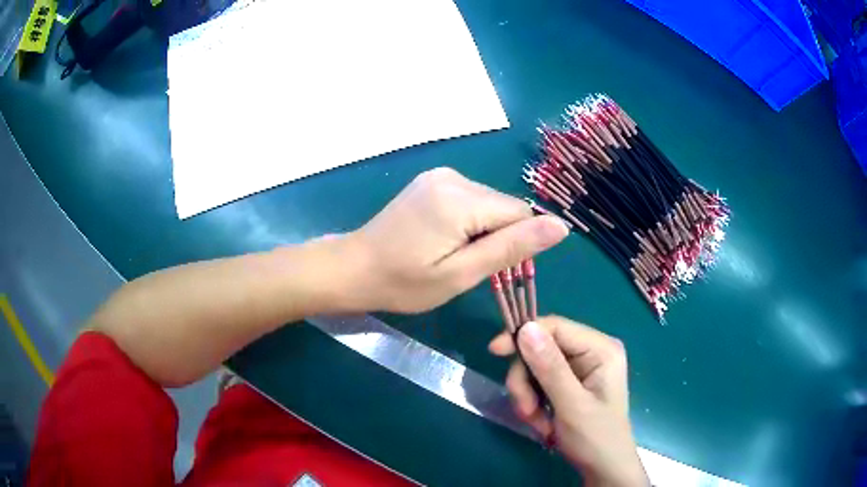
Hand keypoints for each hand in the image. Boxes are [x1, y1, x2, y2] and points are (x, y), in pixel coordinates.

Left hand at [345, 167, 567, 312]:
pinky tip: (444, 239)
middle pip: (505, 206)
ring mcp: (441, 175)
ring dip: (483, 230)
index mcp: (461, 198)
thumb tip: (561, 226)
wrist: (353, 268)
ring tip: (452, 254)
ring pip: (490, 203)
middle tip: (467, 266)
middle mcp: (454, 176)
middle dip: (498, 237)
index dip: (516, 244)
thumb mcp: (461, 274)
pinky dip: (469, 221)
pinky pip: (471, 199)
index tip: (493, 270)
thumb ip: (512, 248)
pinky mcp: (433, 180)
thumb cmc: (404, 282)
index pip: (520, 213)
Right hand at [489, 317, 648, 486]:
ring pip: (535, 369)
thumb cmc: (595, 438)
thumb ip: (550, 368)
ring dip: (528, 397)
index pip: (556, 327)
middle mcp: (590, 352)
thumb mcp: (571, 405)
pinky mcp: (569, 384)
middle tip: (526, 411)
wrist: (603, 469)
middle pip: (541, 349)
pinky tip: (542, 422)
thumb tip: (526, 328)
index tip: (493, 352)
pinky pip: (538, 384)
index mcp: (601, 349)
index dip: (524, 335)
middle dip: (527, 381)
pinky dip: (533, 403)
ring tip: (537, 422)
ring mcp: (579, 369)